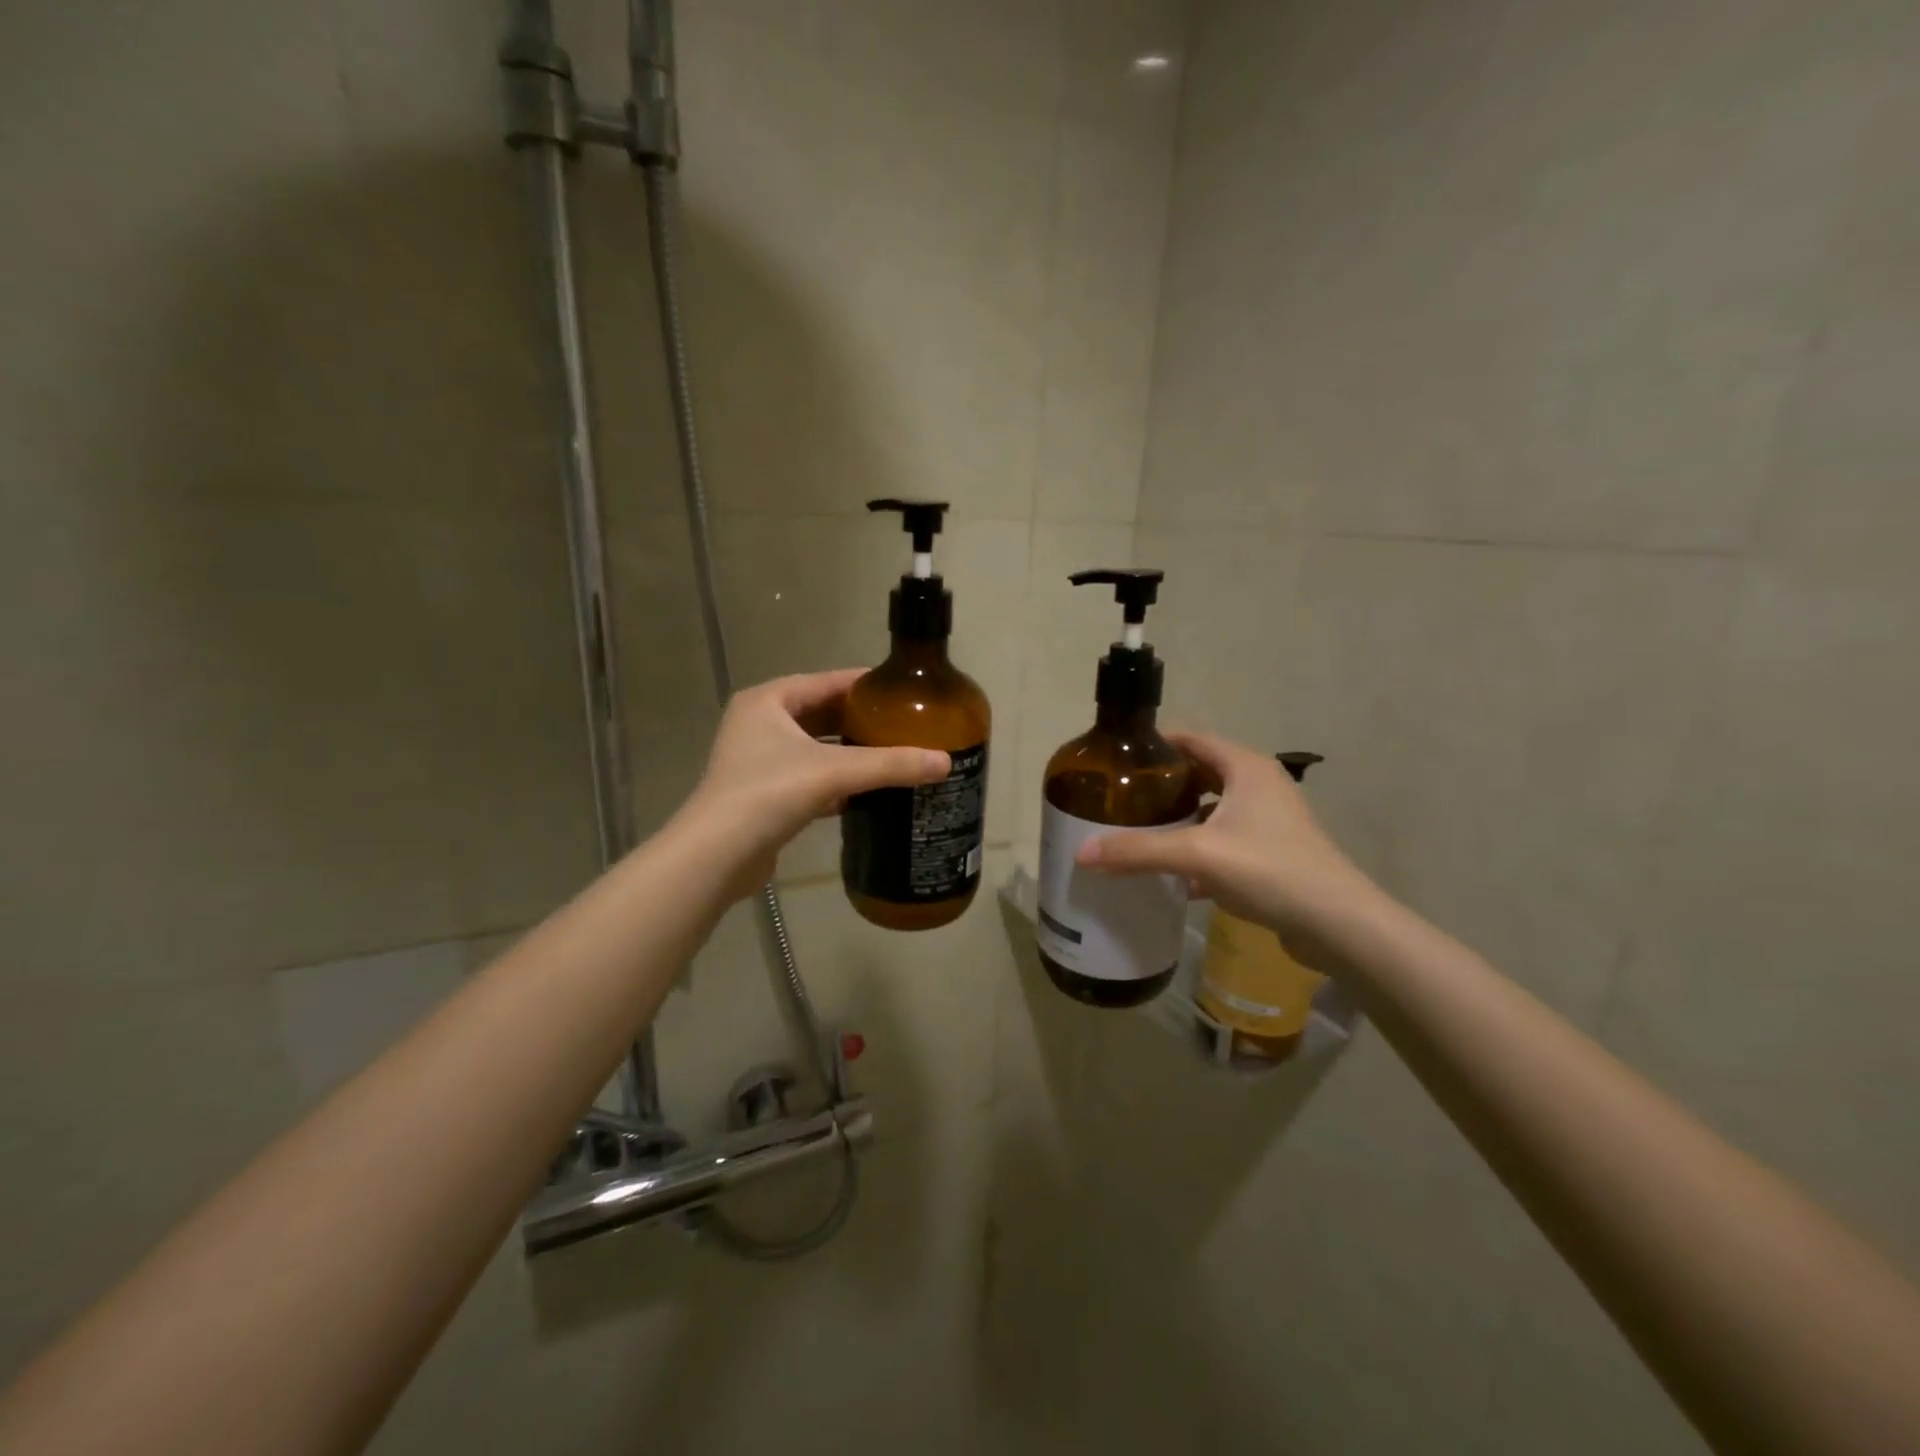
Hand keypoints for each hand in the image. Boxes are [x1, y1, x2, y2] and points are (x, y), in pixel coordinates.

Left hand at [675, 669, 950, 893]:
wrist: (716, 856)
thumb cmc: (769, 794)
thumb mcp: (834, 772)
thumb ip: (890, 764)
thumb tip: (946, 762)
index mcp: (768, 700)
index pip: (827, 681)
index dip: (867, 685)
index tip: (905, 691)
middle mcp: (759, 723)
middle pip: (822, 713)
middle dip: (862, 721)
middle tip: (906, 726)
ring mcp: (758, 760)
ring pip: (816, 748)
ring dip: (850, 753)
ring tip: (894, 755)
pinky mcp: (764, 793)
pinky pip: (809, 777)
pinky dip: (836, 781)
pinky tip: (867, 791)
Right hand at [1075, 731, 1379, 945]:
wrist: (1338, 925)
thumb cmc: (1269, 869)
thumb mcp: (1196, 855)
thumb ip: (1138, 851)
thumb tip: (1081, 853)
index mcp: (1246, 767)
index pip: (1192, 739)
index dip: (1155, 744)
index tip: (1118, 758)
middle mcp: (1260, 785)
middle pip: (1201, 773)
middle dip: (1163, 784)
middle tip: (1122, 798)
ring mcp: (1270, 821)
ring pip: (1213, 810)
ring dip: (1180, 819)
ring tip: (1141, 832)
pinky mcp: (1274, 853)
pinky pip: (1226, 841)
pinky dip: (1200, 850)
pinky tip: (1175, 875)